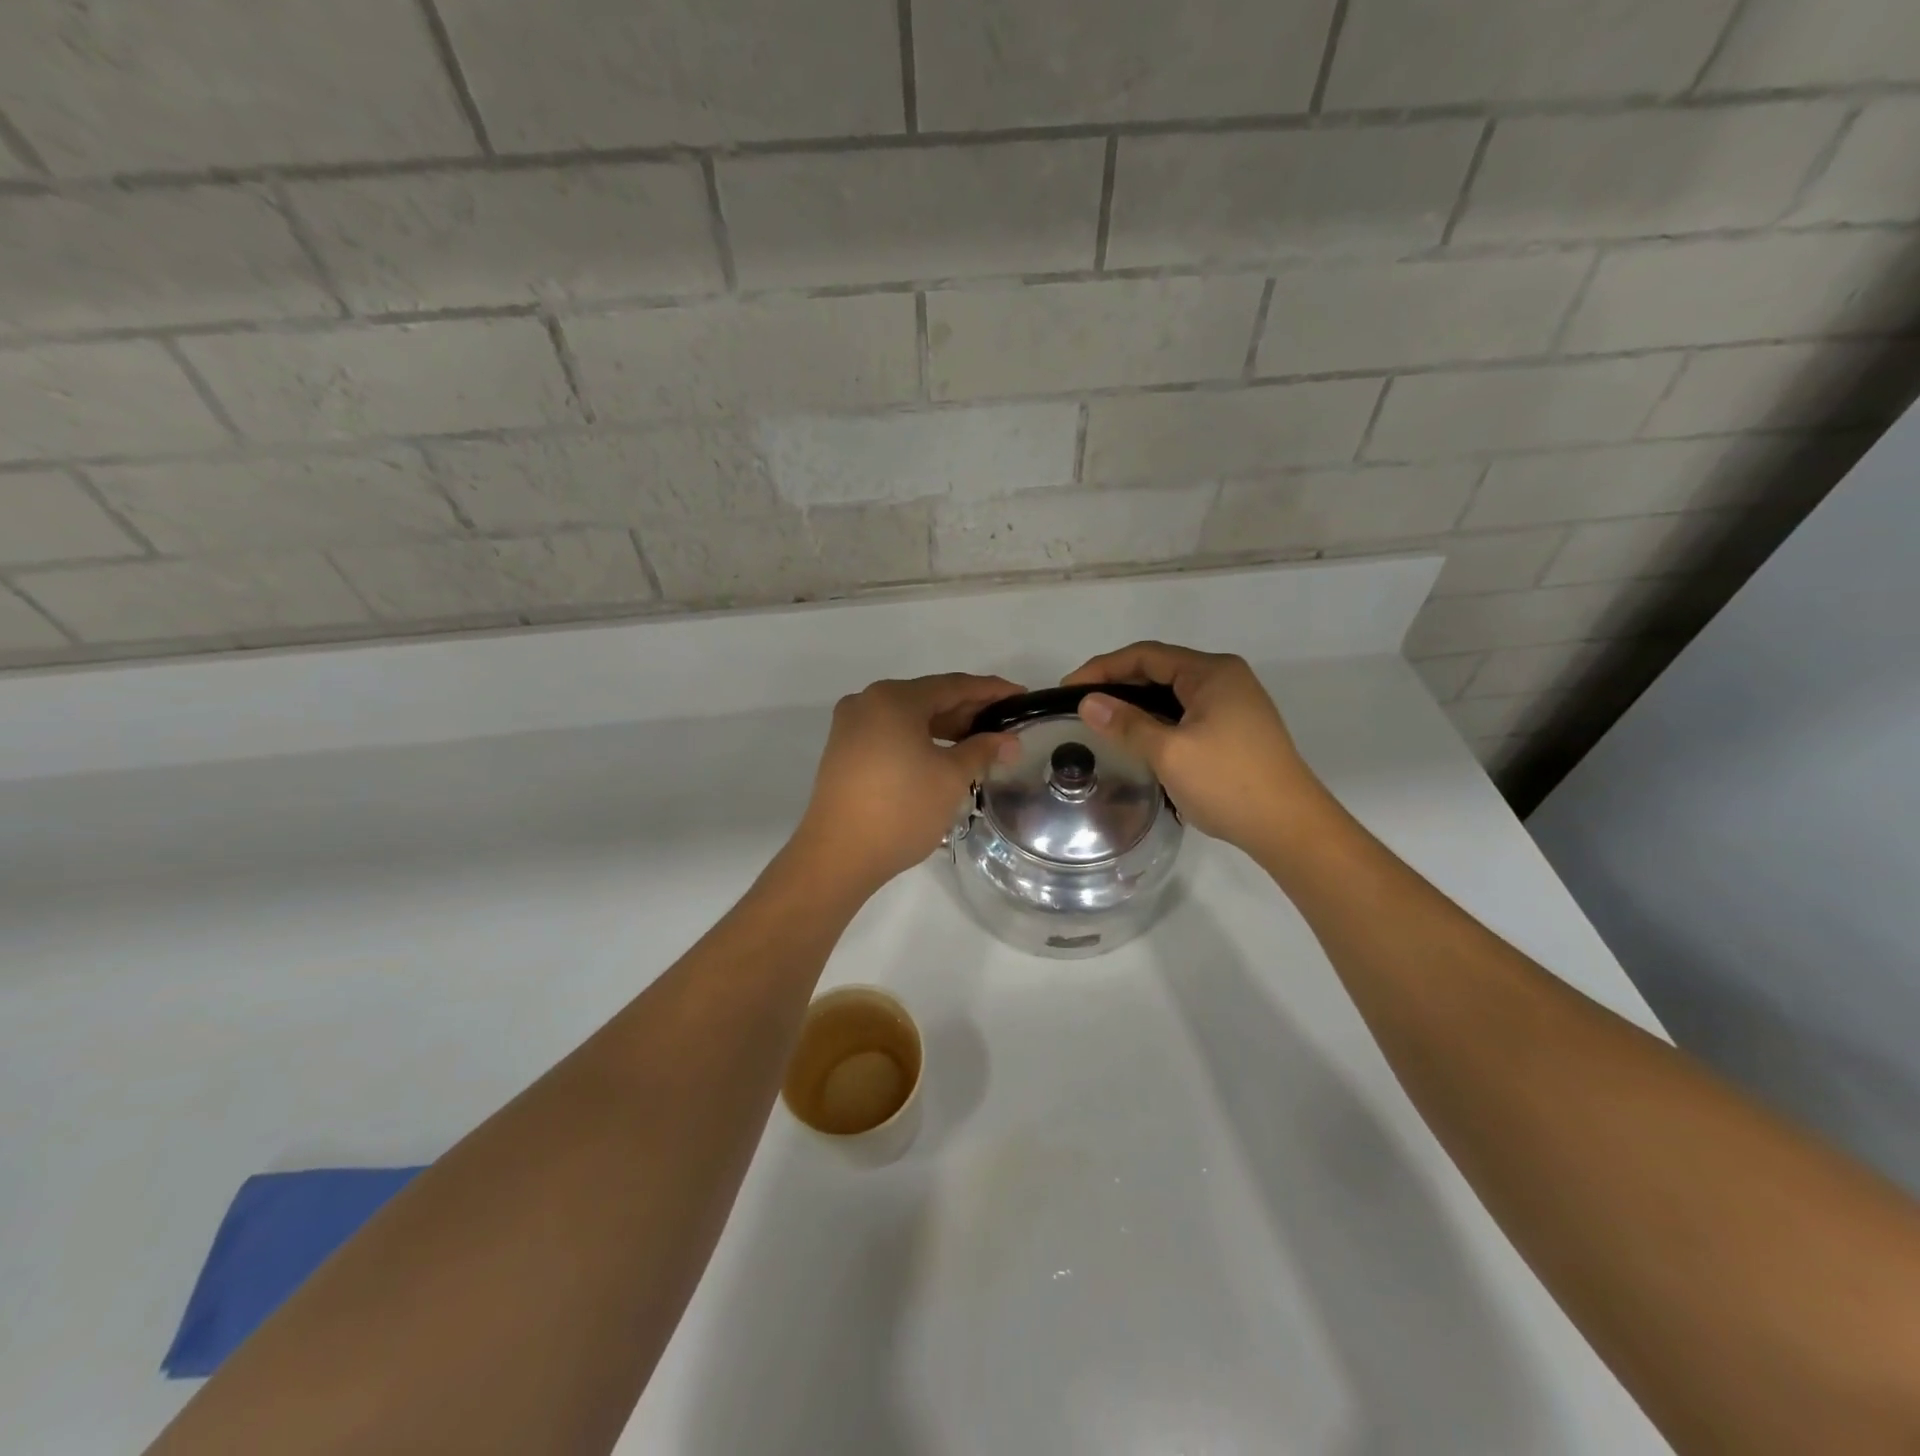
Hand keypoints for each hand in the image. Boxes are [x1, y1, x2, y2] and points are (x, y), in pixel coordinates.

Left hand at [794, 674, 1022, 895]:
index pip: (954, 685)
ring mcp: (851, 726)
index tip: (1022, 697)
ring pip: (909, 717)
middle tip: (1005, 724)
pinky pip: (891, 734)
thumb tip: (1009, 740)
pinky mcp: (844, 751)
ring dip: (945, 727)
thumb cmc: (901, 810)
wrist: (838, 856)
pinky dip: (920, 740)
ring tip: (980, 742)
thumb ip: (983, 750)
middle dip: (969, 711)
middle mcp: (867, 701)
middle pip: (929, 698)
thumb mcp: (951, 778)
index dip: (992, 690)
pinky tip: (943, 755)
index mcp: (893, 698)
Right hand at [1063, 642, 1323, 855]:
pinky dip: (1158, 720)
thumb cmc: (1228, 783)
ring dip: (1137, 704)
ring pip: (1173, 694)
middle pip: (1160, 670)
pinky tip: (1139, 739)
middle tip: (1081, 706)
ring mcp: (1234, 705)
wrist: (1289, 827)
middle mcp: (1225, 679)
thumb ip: (1127, 723)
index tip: (1067, 689)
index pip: (1146, 656)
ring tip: (1103, 722)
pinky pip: (1186, 713)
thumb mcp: (1169, 752)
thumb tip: (1087, 702)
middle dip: (1118, 684)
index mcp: (1212, 672)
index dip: (1102, 668)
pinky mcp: (1236, 729)